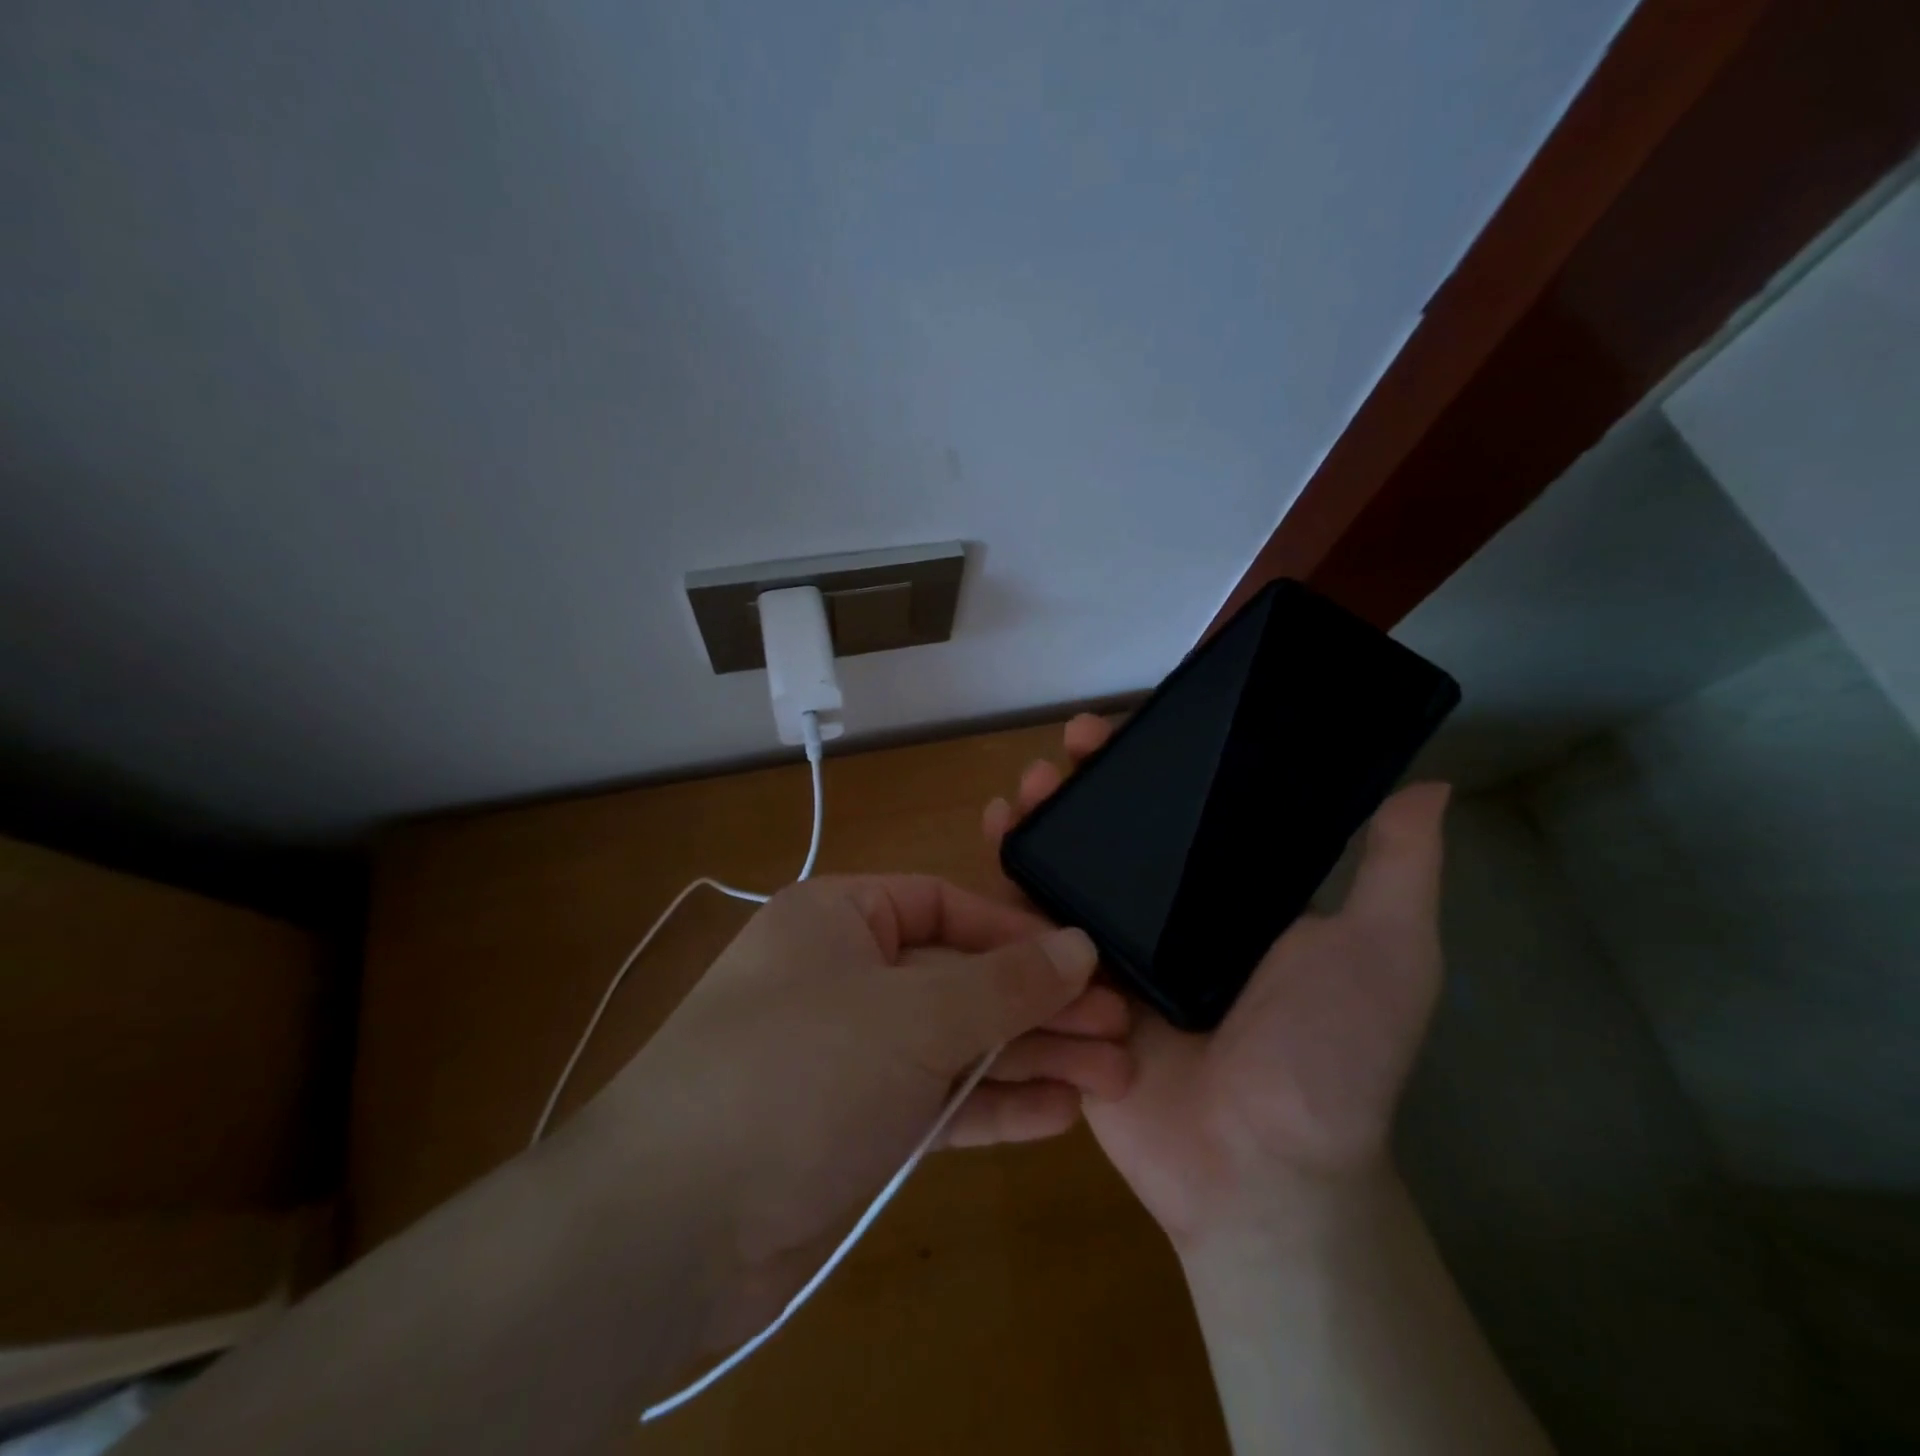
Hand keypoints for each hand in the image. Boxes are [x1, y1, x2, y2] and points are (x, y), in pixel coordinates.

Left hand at [564, 874, 1128, 1335]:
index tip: (1084, 962)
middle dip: (1038, 1006)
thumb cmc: (800, 1070)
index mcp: (840, 918)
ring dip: (1030, 1059)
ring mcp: (852, 1054)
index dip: (1017, 934)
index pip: (944, 906)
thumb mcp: (913, 1012)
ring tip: (1112, 1078)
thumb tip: (1079, 946)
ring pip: (957, 1043)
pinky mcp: (857, 1124)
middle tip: (1119, 1030)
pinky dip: (994, 1105)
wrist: (671, 1225)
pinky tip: (1059, 1115)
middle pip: (960, 978)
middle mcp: (845, 975)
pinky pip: (939, 1100)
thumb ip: (1002, 982)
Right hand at [984, 716, 1449, 1244]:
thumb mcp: (1384, 952)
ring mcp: (1109, 949)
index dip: (1159, 760)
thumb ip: (1397, 871)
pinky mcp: (1063, 986)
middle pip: (1117, 829)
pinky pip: (1027, 926)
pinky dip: (1004, 880)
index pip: (1187, 808)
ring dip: (1042, 816)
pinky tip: (993, 833)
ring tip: (1025, 786)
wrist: (1257, 1171)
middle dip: (1090, 778)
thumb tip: (1429, 785)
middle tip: (1072, 744)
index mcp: (1228, 896)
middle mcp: (1165, 913)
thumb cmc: (1328, 1057)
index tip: (1139, 724)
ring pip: (1066, 866)